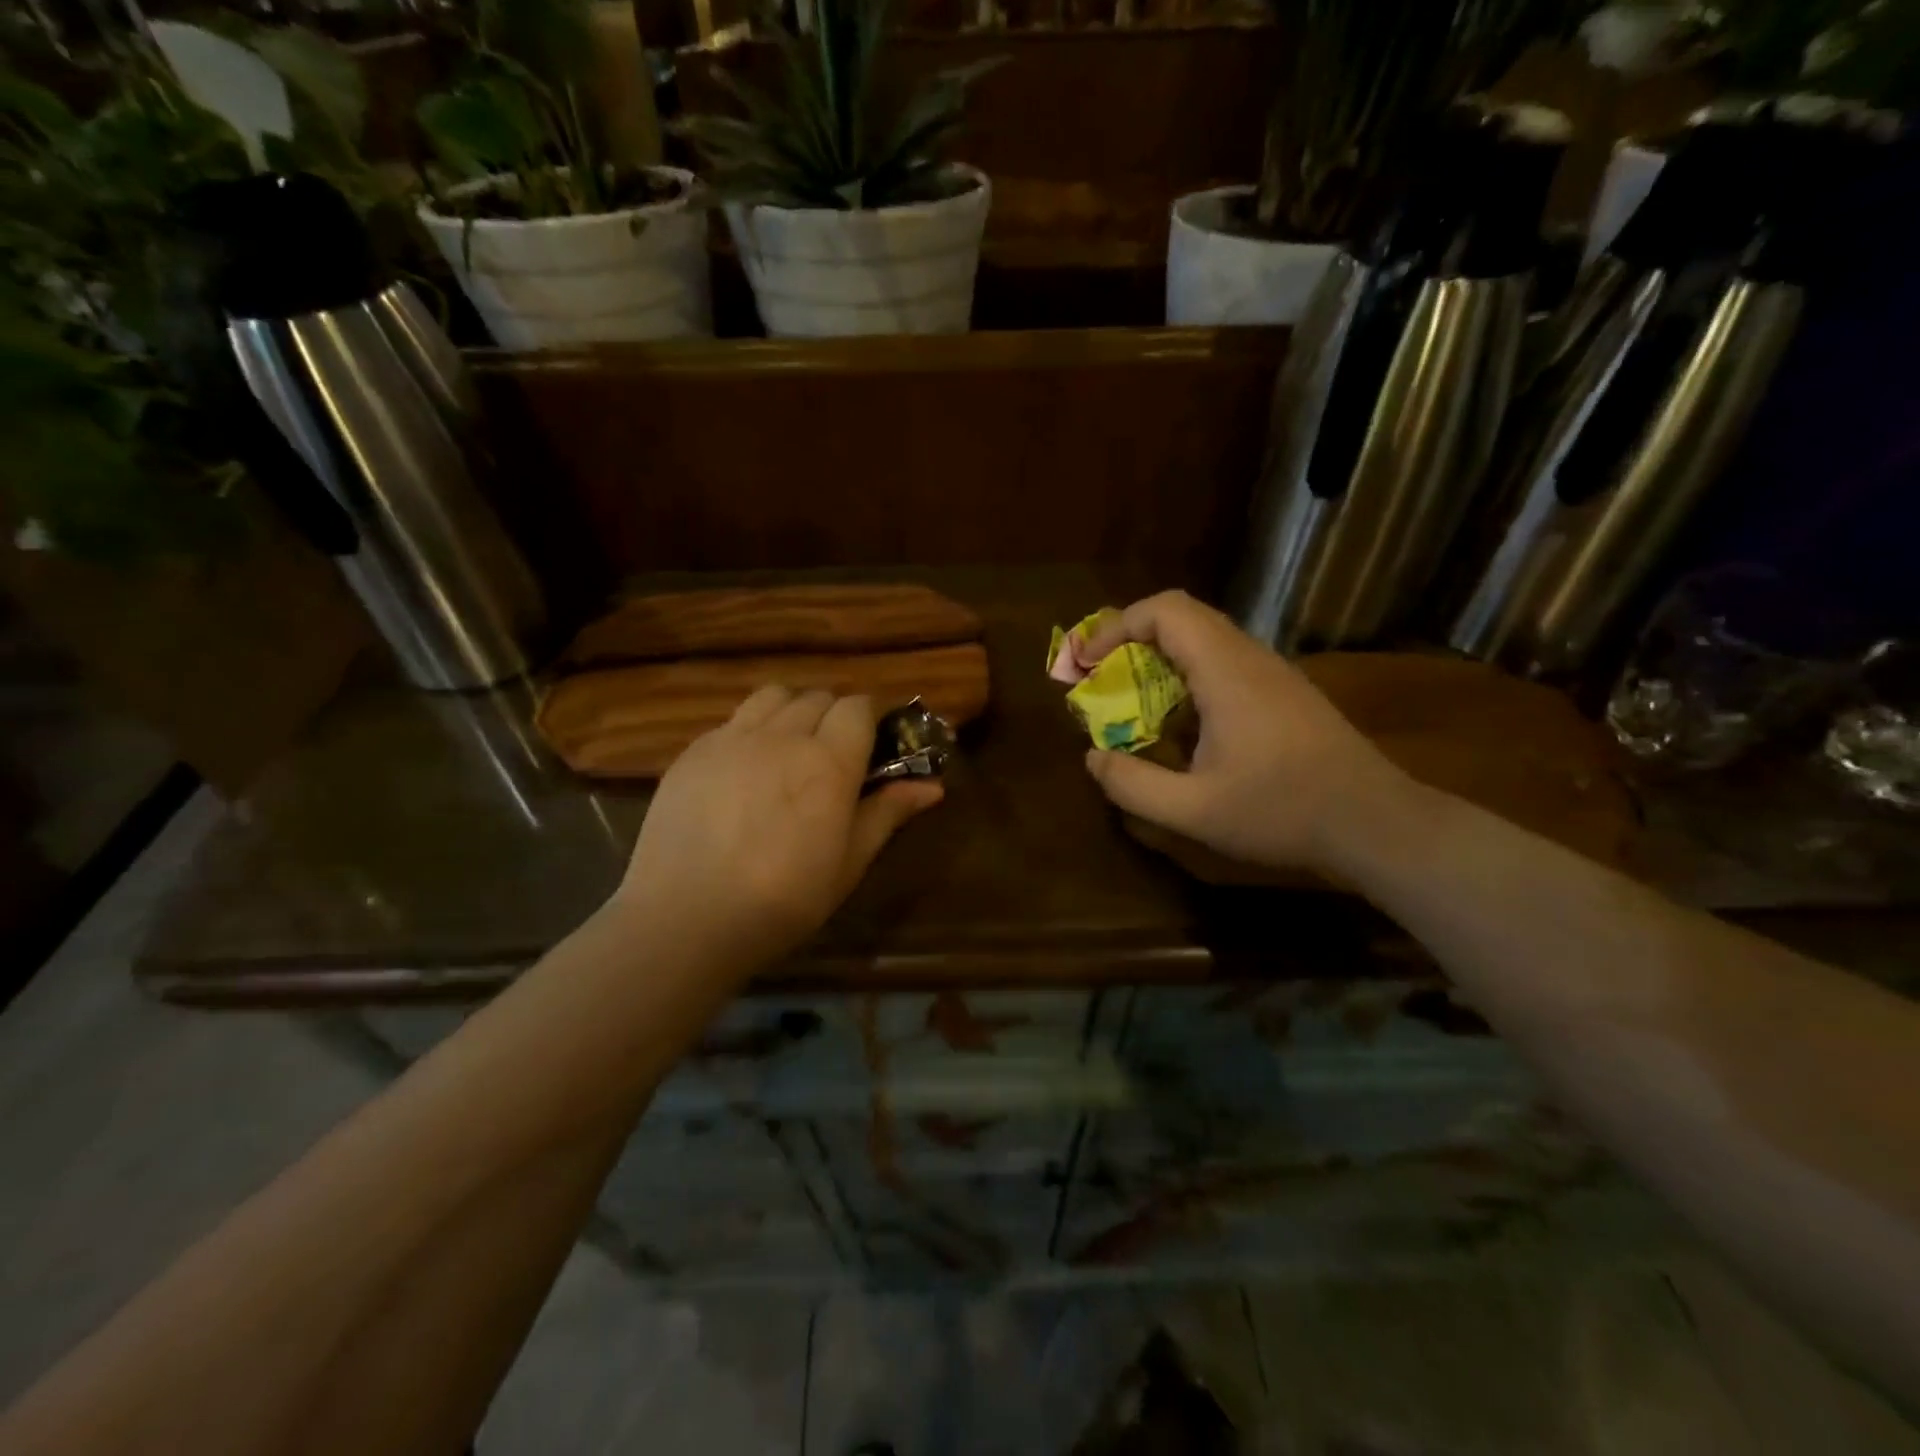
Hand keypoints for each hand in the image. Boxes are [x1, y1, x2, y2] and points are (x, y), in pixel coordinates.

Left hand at [616, 688, 942, 968]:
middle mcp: (782, 735)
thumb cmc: (783, 900)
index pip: (858, 706)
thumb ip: (888, 814)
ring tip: (788, 750)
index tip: (871, 747)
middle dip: (833, 716)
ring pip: (773, 697)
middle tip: (832, 757)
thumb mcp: (848, 863)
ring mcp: (731, 738)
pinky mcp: (692, 752)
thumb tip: (933, 787)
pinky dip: (750, 731)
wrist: (684, 919)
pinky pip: (733, 721)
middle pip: (818, 697)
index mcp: (828, 761)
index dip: (870, 719)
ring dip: (791, 711)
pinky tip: (743, 771)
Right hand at [1081, 592, 1410, 874]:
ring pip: (1205, 639)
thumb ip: (1133, 785)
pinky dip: (1187, 677)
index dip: (1117, 626)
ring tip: (1132, 702)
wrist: (1376, 824)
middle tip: (1100, 679)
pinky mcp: (1286, 694)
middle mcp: (1250, 658)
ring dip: (1160, 660)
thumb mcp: (1194, 811)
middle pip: (1182, 617)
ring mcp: (1273, 674)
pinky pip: (1225, 664)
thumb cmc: (1283, 812)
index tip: (1088, 664)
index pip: (1165, 610)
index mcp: (1226, 672)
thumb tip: (1093, 758)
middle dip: (1131, 640)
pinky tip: (1183, 727)